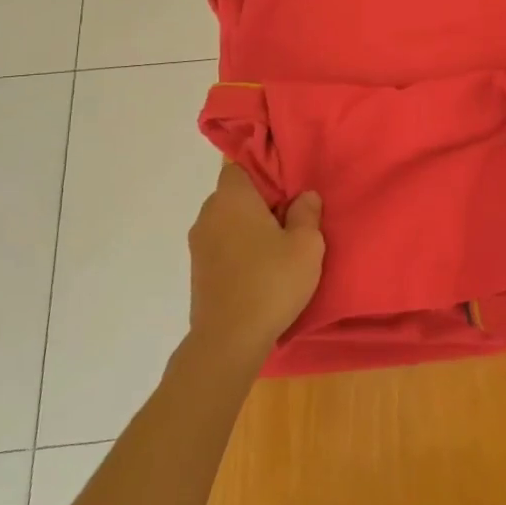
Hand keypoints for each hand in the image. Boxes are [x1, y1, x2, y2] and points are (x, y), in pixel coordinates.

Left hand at [187, 162, 323, 361]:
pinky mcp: (198, 270)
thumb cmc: (271, 282)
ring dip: (249, 226)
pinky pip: (222, 244)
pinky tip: (261, 266)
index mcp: (232, 198)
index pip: (241, 164)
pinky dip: (239, 247)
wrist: (229, 340)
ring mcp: (199, 244)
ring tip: (279, 244)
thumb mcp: (306, 245)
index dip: (264, 170)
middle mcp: (209, 214)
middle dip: (260, 200)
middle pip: (235, 193)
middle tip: (291, 215)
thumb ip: (307, 213)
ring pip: (228, 220)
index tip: (288, 185)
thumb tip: (304, 196)